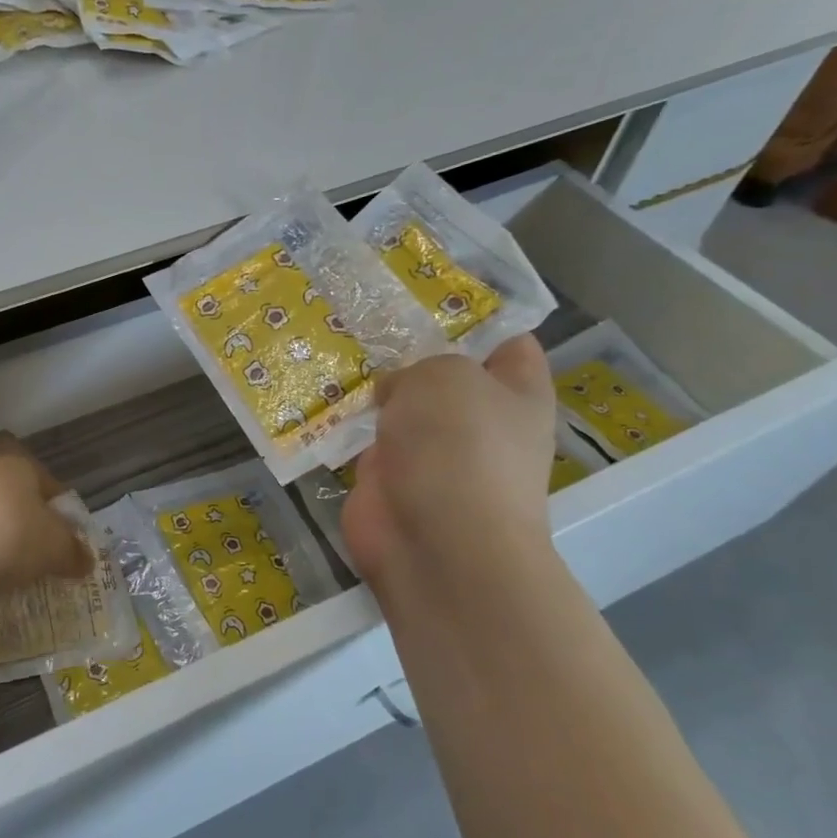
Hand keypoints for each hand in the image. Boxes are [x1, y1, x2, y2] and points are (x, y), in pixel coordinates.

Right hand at [341, 335, 555, 601]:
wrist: (435, 542)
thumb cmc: (457, 447)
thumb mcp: (445, 376)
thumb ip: (420, 365)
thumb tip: (396, 393)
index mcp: (517, 392)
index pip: (508, 342)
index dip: (475, 317)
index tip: (427, 295)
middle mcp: (479, 421)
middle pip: (445, 373)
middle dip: (409, 350)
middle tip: (366, 317)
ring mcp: (433, 454)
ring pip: (402, 407)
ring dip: (373, 388)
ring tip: (334, 345)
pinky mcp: (391, 479)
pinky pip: (368, 440)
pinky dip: (347, 425)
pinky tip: (318, 394)